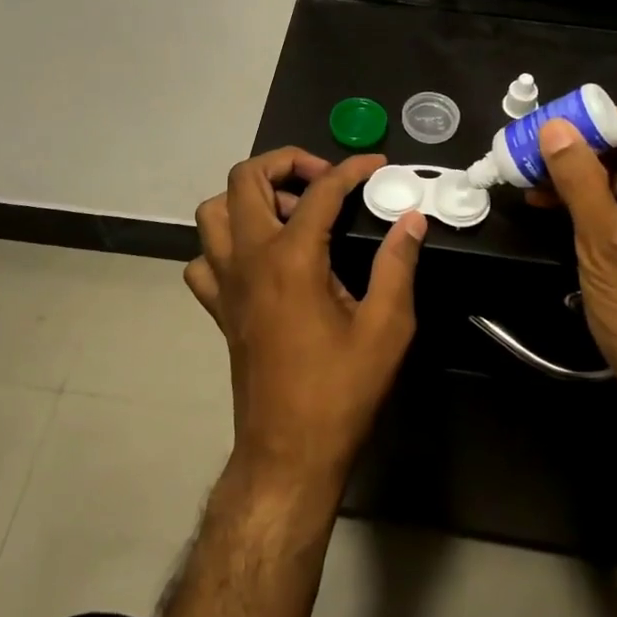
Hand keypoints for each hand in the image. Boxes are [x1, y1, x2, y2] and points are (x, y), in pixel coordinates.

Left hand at [185, 148, 425, 488]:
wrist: (288, 453)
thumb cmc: (341, 391)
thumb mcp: (386, 328)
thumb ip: (398, 265)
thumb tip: (412, 220)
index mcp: (291, 258)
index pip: (320, 191)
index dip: (351, 169)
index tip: (377, 165)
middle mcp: (249, 259)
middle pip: (245, 178)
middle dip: (285, 163)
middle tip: (322, 181)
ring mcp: (225, 282)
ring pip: (213, 211)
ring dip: (248, 197)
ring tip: (289, 213)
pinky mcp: (218, 308)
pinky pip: (204, 259)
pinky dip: (225, 244)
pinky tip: (259, 259)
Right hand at [534, 111, 616, 425]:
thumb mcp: (604, 241)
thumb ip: (578, 179)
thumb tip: (553, 126)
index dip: (588, 121)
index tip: (541, 122)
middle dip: (576, 150)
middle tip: (526, 148)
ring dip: (575, 177)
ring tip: (526, 174)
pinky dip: (587, 203)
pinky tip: (547, 202)